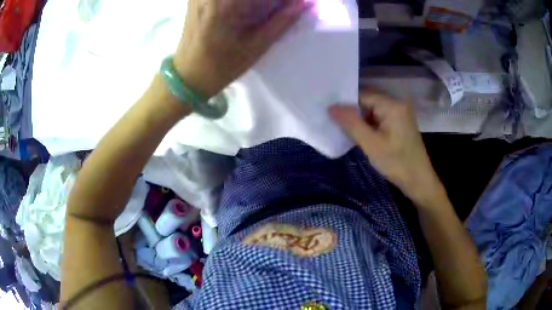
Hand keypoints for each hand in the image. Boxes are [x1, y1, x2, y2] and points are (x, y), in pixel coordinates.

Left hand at [173, 0, 310, 97]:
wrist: (187, 75)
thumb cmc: (222, 65)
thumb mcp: (257, 45)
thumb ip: (284, 19)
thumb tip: (307, 2)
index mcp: (226, 4)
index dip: (278, 0)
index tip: (289, 6)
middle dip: (268, 0)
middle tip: (277, 9)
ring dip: (256, 2)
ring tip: (261, 10)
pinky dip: (244, 1)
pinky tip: (246, 8)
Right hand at [329, 90, 444, 205]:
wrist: (419, 181)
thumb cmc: (397, 163)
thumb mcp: (371, 144)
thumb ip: (351, 123)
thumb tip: (331, 107)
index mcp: (392, 105)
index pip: (362, 95)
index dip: (346, 104)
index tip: (330, 115)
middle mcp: (397, 103)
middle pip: (368, 101)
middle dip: (353, 113)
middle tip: (336, 125)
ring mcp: (400, 113)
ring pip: (372, 111)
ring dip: (361, 120)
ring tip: (347, 132)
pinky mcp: (400, 123)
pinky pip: (380, 118)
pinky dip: (370, 125)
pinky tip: (362, 135)